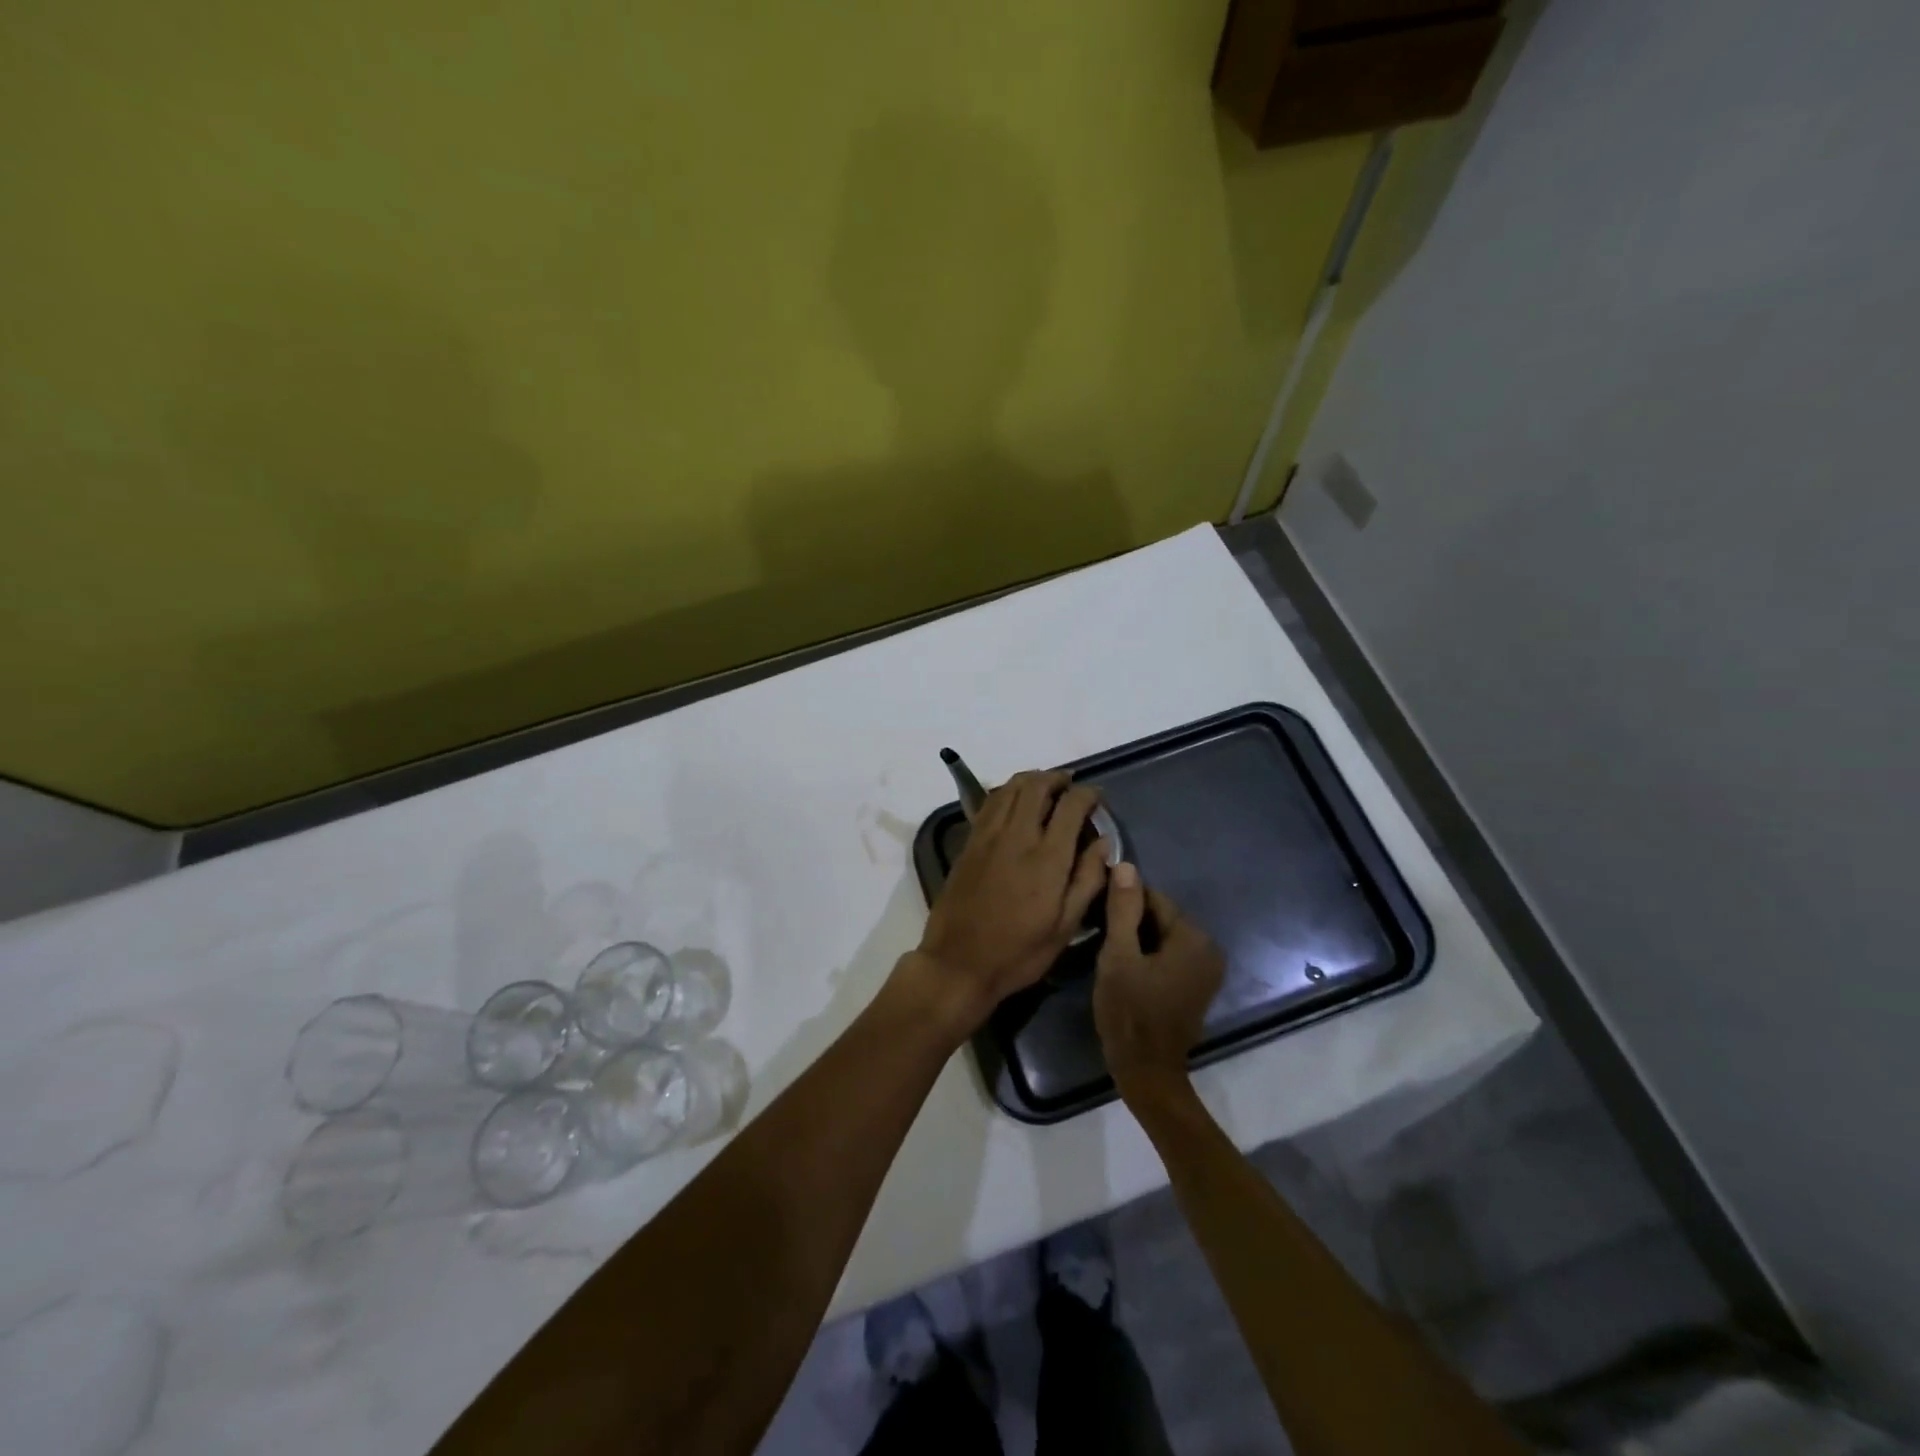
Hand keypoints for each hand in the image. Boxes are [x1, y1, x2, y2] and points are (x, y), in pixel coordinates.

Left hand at [905, 771, 1110, 1035]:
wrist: (958, 963)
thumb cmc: (1019, 952)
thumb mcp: (1066, 927)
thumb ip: (1088, 880)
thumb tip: (1104, 842)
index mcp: (1047, 858)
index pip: (1071, 806)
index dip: (1088, 794)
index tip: (1097, 798)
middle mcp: (1017, 836)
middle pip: (1036, 786)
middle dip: (1057, 778)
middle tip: (1070, 784)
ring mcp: (988, 836)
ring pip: (1009, 788)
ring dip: (1030, 779)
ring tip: (1045, 786)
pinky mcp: (969, 843)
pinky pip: (989, 803)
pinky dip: (1006, 792)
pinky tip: (1014, 801)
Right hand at [1093, 864, 1224, 1099]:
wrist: (1147, 1072)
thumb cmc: (1129, 1012)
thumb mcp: (1118, 956)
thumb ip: (1123, 909)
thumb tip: (1126, 865)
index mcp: (1193, 937)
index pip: (1154, 898)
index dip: (1122, 901)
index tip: (1096, 914)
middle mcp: (1208, 948)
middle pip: (1160, 917)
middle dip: (1131, 921)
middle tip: (1099, 935)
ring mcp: (1206, 970)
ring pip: (1163, 937)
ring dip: (1138, 939)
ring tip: (1109, 952)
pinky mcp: (1198, 986)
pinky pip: (1170, 956)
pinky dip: (1149, 956)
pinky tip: (1127, 968)